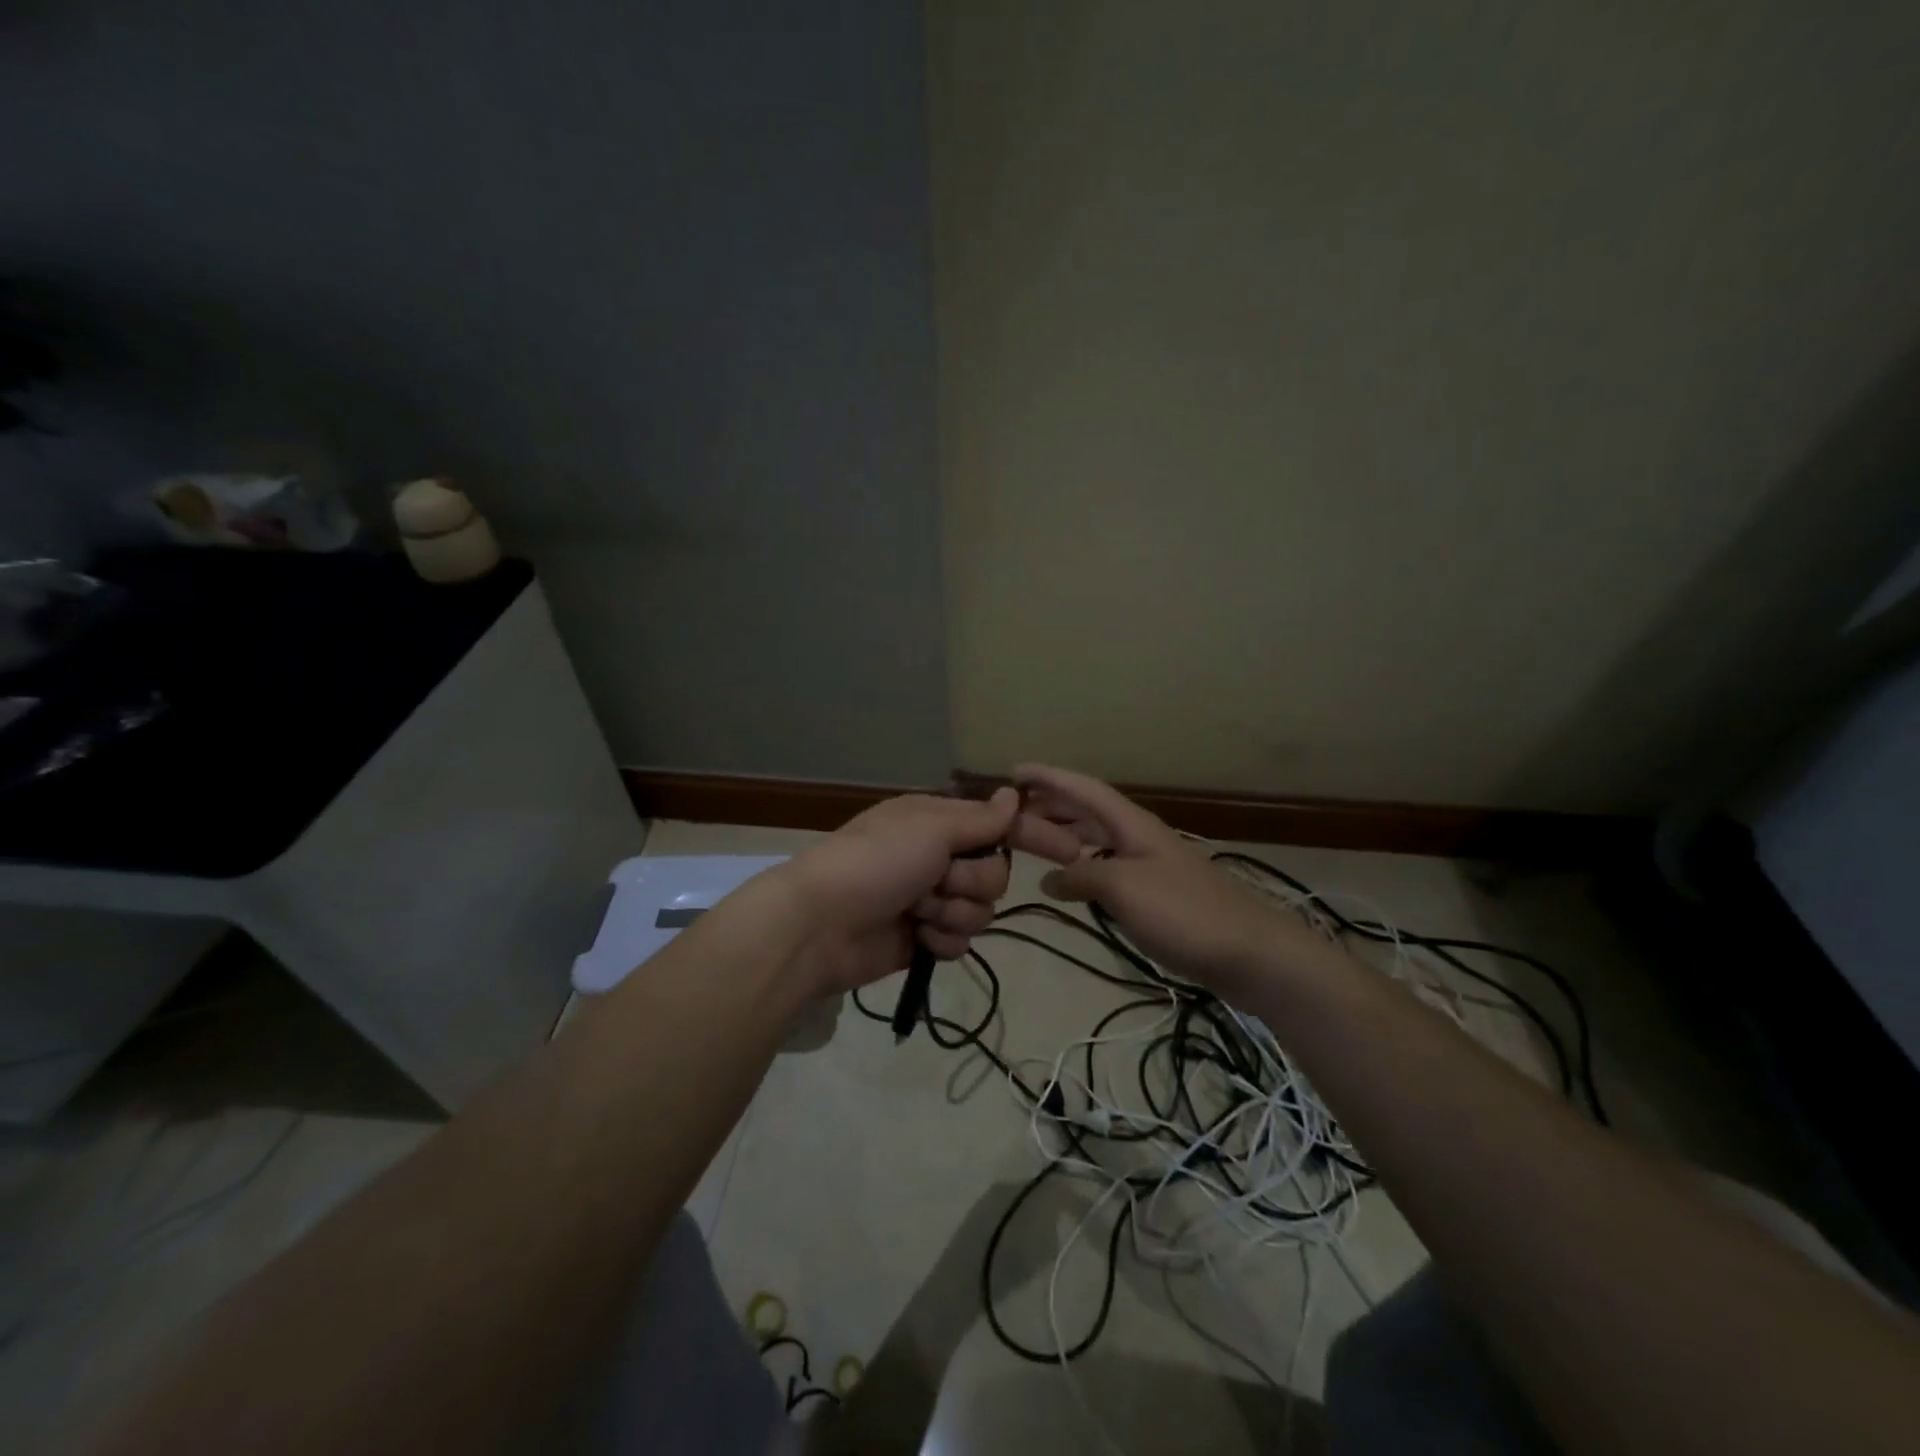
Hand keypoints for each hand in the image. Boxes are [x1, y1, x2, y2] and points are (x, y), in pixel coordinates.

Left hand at [770, 788, 1018, 994]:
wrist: (821, 925)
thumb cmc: (876, 862)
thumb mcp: (929, 828)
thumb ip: (979, 819)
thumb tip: (1014, 795)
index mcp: (935, 822)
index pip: (993, 826)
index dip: (1014, 837)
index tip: (1039, 848)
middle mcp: (937, 858)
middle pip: (994, 873)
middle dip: (972, 882)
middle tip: (938, 881)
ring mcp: (930, 901)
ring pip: (981, 910)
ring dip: (953, 913)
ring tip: (918, 913)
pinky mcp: (924, 940)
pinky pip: (961, 941)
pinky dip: (941, 941)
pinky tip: (917, 938)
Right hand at [1008, 765, 1334, 994]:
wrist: (1248, 952)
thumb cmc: (1183, 911)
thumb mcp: (1122, 888)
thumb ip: (1081, 876)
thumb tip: (1049, 881)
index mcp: (1132, 824)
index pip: (1083, 789)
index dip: (1049, 777)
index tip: (1014, 771)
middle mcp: (1138, 836)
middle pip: (1088, 810)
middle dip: (1051, 804)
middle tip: (1012, 810)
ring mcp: (1148, 864)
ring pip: (1096, 838)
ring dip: (1064, 833)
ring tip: (1030, 840)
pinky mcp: (1155, 893)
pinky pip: (1106, 866)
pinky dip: (1081, 866)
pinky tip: (1070, 882)